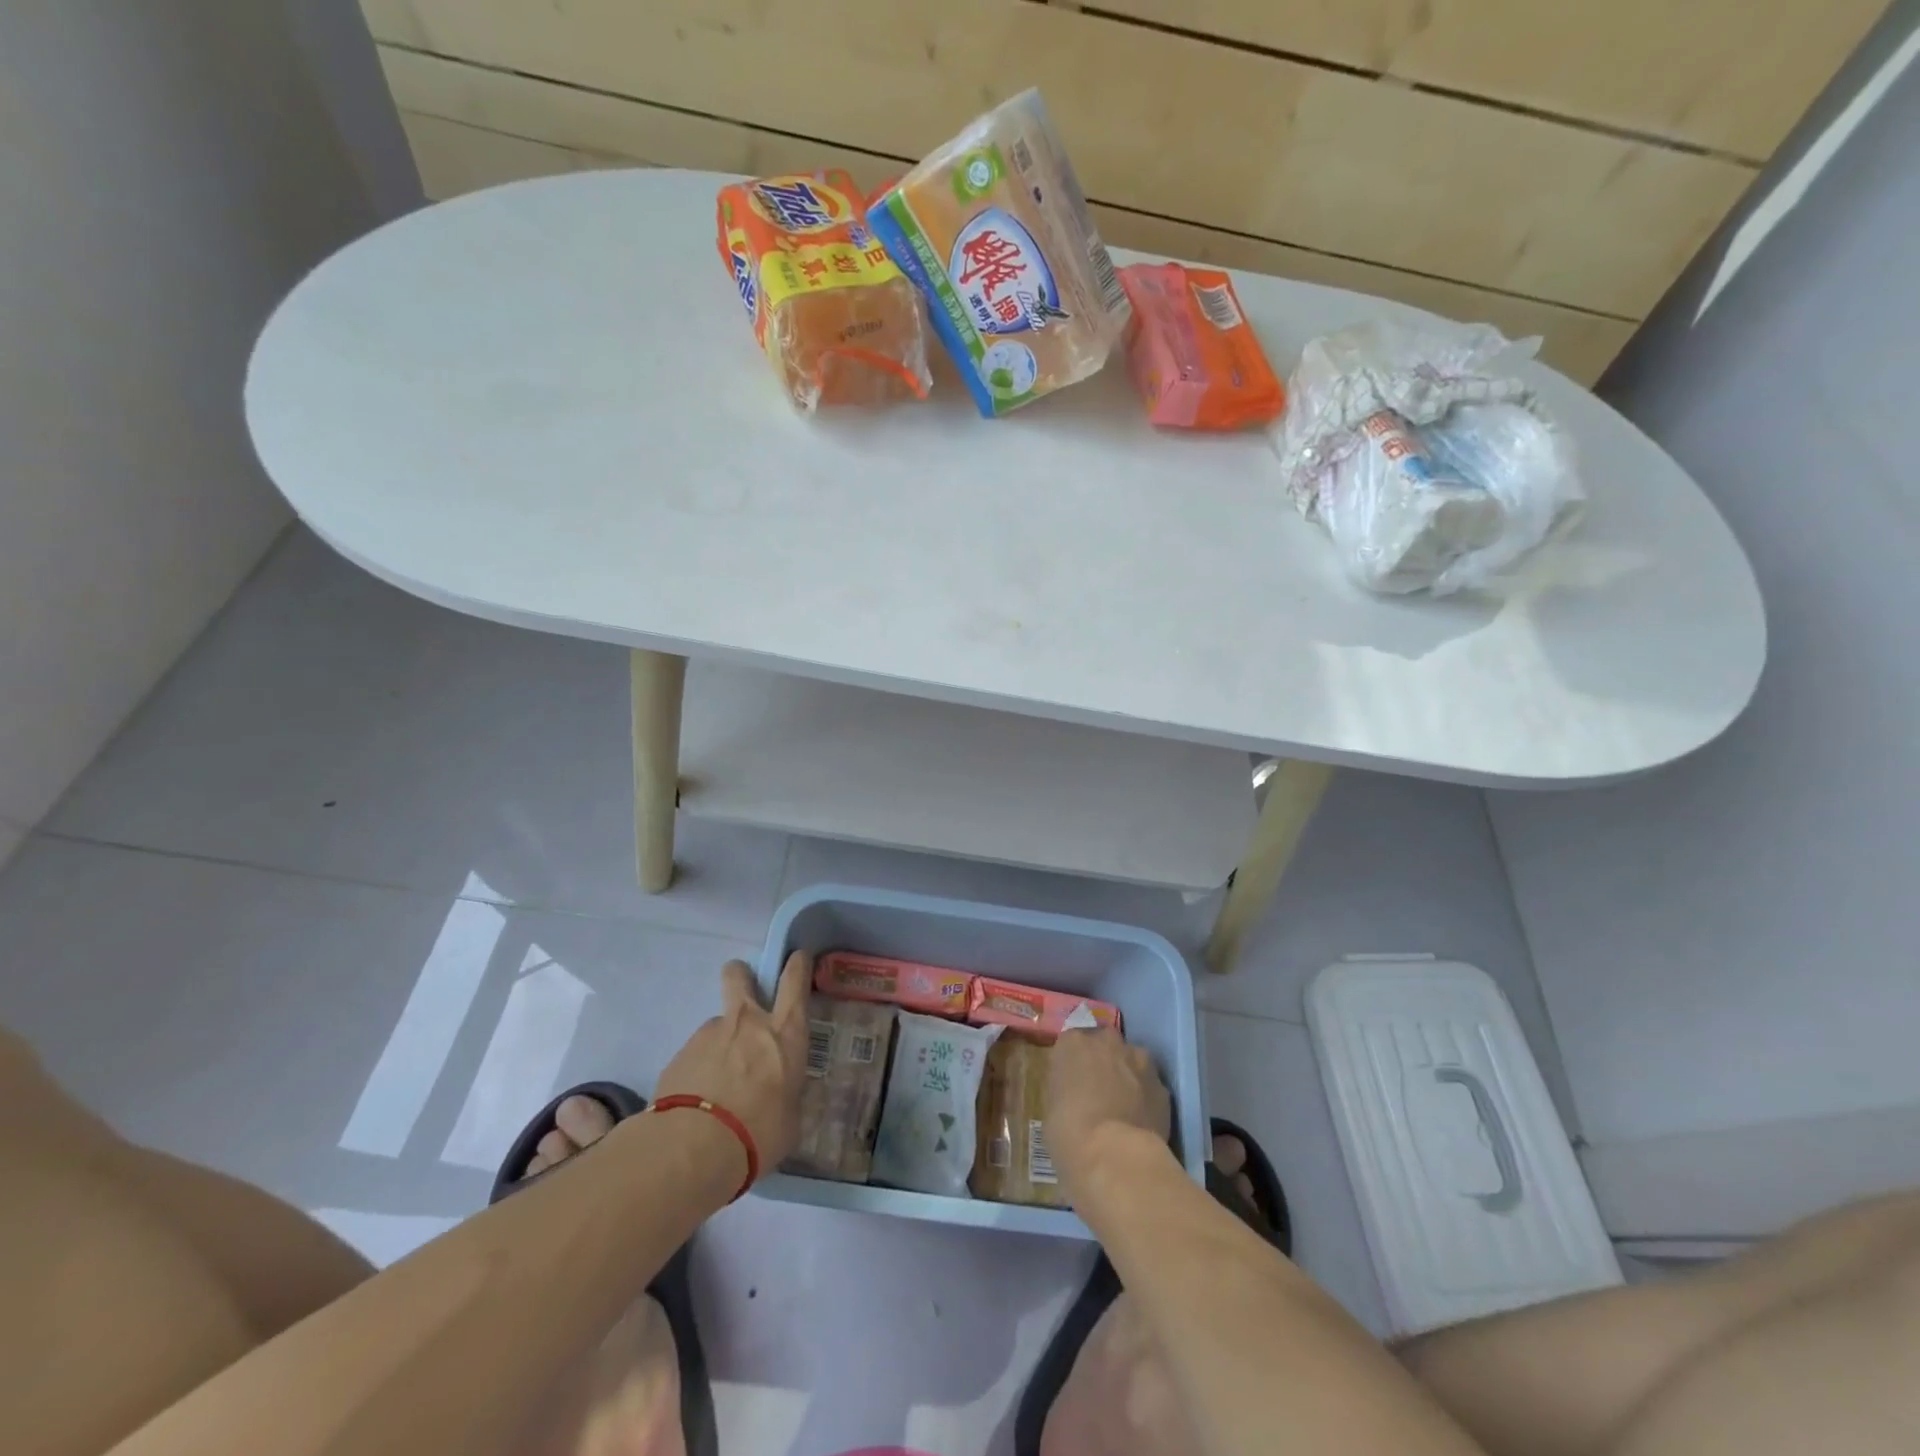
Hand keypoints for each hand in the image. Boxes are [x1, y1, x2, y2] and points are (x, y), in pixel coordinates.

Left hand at [655, 951, 812, 1177]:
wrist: (693, 1149)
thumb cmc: (759, 1133)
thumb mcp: (790, 1119)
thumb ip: (787, 1097)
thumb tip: (782, 1098)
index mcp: (785, 1032)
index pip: (795, 980)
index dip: (797, 964)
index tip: (797, 957)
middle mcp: (747, 1022)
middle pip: (740, 976)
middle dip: (741, 974)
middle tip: (743, 990)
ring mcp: (709, 1034)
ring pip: (717, 1024)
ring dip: (720, 1042)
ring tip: (717, 1083)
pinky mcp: (679, 1055)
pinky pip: (695, 1054)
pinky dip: (699, 1069)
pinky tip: (697, 1101)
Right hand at [1047, 1028, 1172, 1186]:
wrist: (1114, 1156)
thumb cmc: (1069, 1132)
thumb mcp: (1051, 1107)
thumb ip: (1065, 1088)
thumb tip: (1075, 1093)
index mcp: (1073, 1042)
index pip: (1071, 1043)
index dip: (1073, 1064)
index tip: (1072, 1083)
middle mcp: (1107, 1041)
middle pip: (1104, 1043)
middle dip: (1103, 1060)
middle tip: (1098, 1090)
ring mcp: (1139, 1060)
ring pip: (1132, 1060)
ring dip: (1128, 1075)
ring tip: (1123, 1107)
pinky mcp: (1162, 1085)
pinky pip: (1150, 1086)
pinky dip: (1146, 1098)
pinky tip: (1140, 1122)